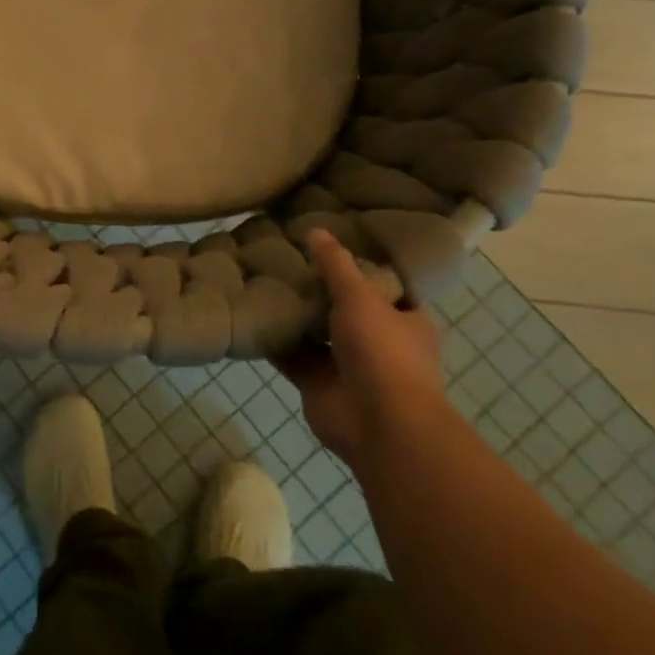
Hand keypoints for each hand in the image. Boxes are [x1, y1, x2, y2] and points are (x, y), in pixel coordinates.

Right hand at [275, 230, 448, 461]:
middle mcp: (377, 341)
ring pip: (315, 332)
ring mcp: (346, 365)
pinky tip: (250, 314)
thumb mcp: (361, 296)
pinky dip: (274, 340)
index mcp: (405, 320)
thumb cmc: (383, 352)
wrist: (379, 425)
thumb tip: (316, 230)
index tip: (329, 243)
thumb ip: (336, 264)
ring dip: (294, 314)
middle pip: (344, 307)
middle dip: (318, 289)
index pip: (384, 286)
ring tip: (261, 279)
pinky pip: (291, 355)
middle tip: (285, 257)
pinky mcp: (317, 384)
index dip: (359, 266)